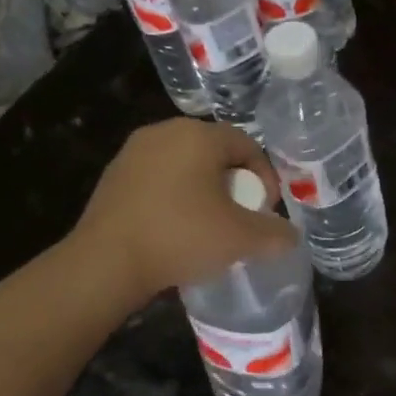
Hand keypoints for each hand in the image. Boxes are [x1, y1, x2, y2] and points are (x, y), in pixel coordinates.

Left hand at [73, 119, 297, 301]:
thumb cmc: (180, 237)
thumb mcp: (241, 238)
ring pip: (185, 164)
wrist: (105, 263)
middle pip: (215, 152)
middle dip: (234, 182)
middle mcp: (164, 132)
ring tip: (209, 223)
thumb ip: (274, 234)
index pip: (246, 144)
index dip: (264, 176)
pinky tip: (175, 227)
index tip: (265, 210)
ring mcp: (134, 152)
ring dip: (204, 188)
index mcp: (198, 135)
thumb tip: (290, 237)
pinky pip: (158, 177)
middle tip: (240, 215)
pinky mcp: (113, 175)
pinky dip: (175, 195)